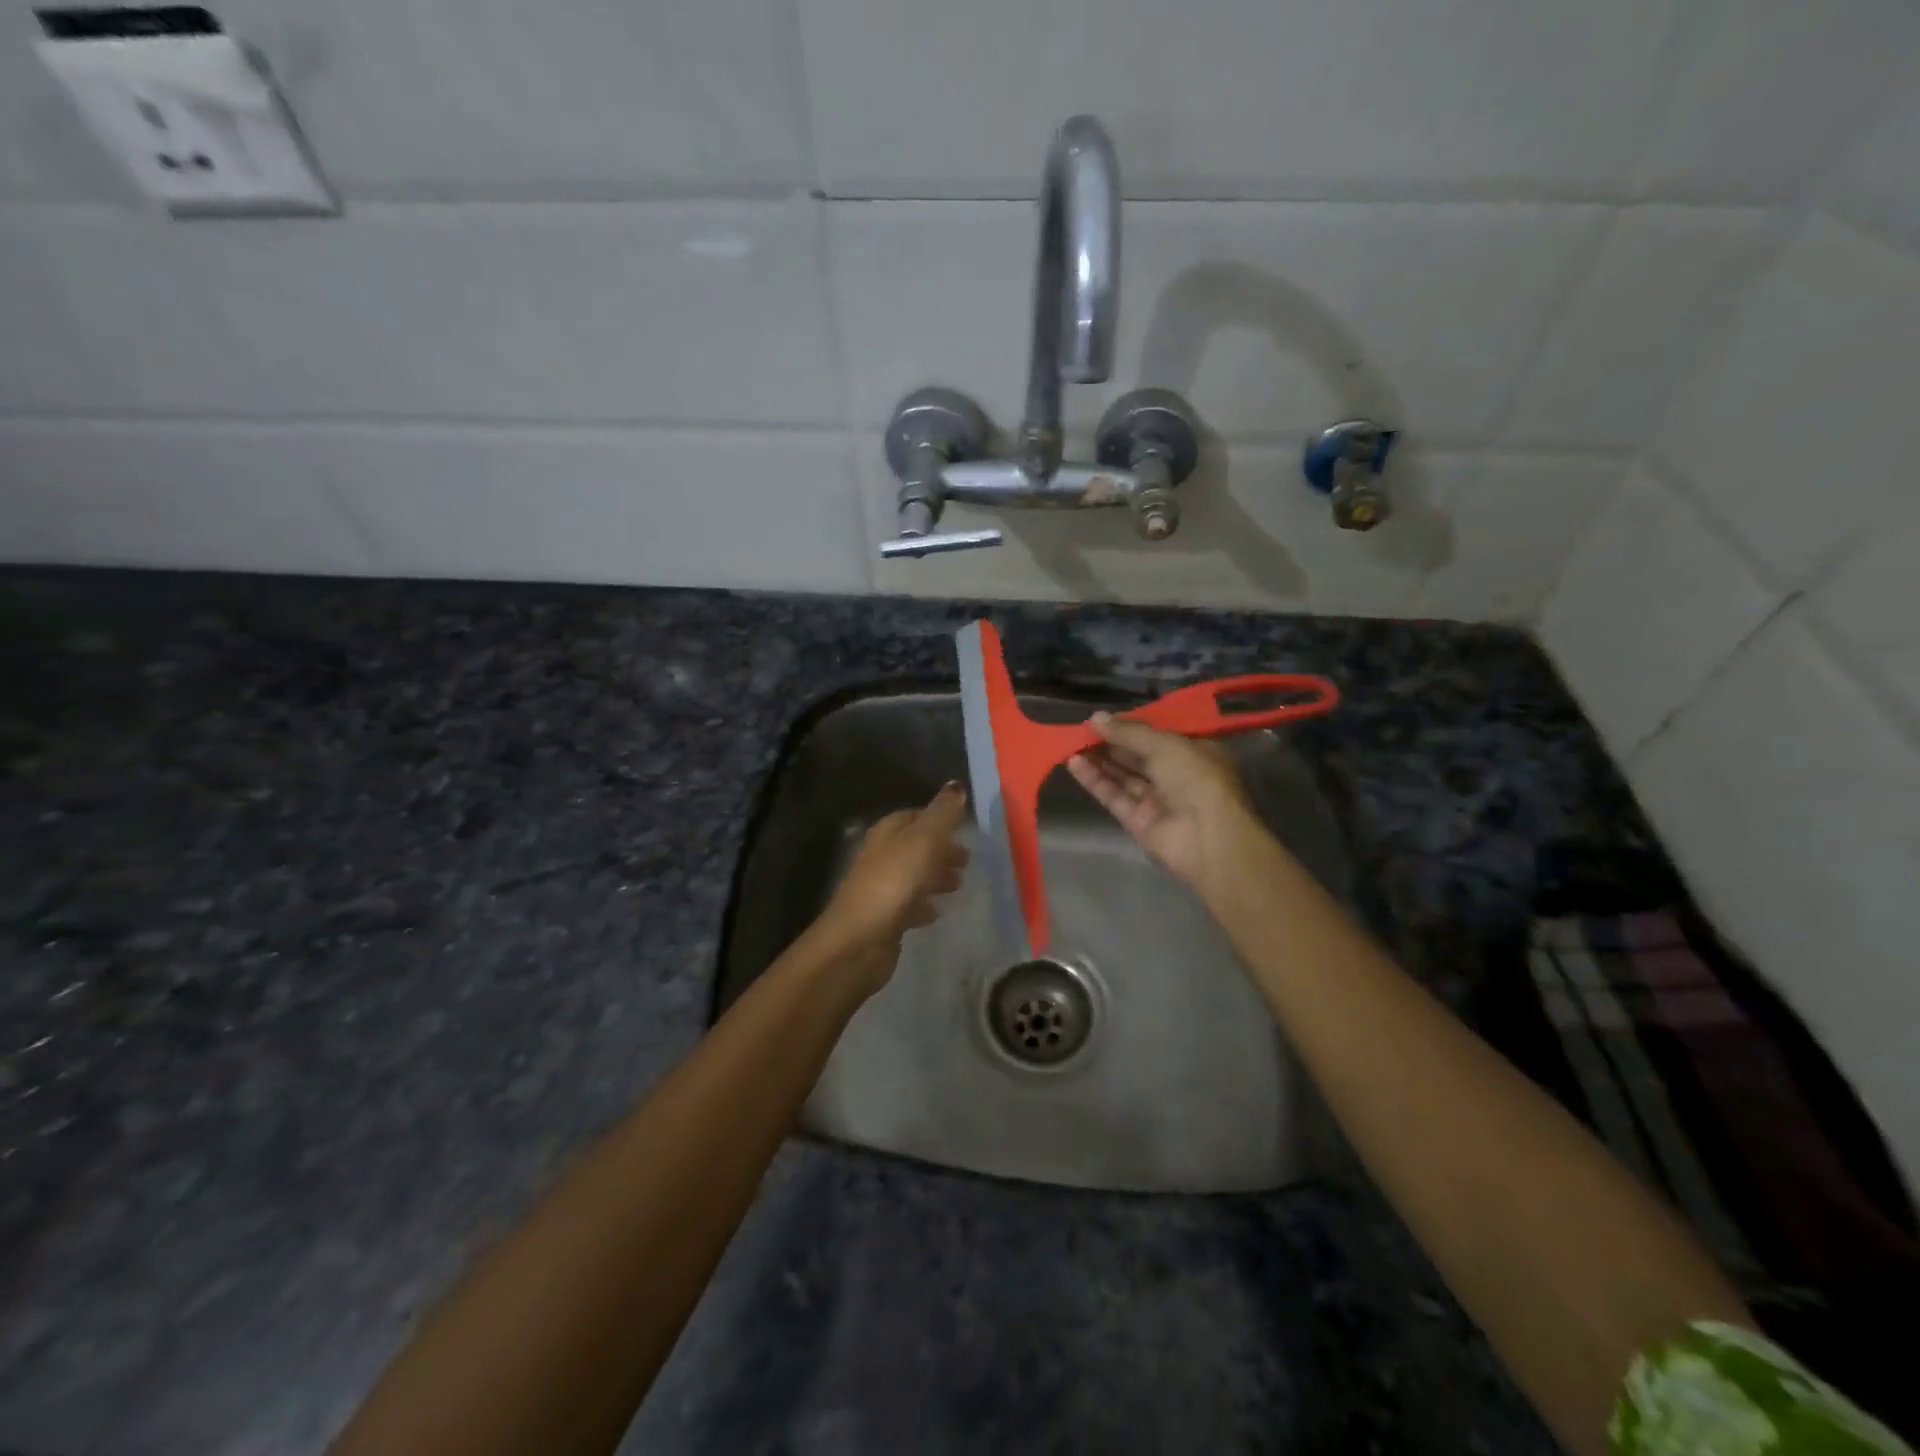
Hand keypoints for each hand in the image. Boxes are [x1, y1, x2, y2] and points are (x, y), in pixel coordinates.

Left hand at [813, 783, 969, 989]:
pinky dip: (925, 904)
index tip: (964, 827)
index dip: (938, 818)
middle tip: (968, 860)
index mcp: (887, 833)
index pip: (913, 815)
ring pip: (914, 874)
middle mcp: (881, 856)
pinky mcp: (885, 918)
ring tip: (960, 884)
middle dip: (941, 849)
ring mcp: (881, 888)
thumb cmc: (894, 883)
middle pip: (915, 846)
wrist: (859, 941)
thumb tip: (956, 784)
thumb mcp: (924, 841)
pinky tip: (938, 912)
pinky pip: (910, 904)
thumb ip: (942, 814)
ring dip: (936, 876)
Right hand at [1067, 712, 1261, 890]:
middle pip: (1137, 756)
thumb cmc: (1196, 778)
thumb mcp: (1165, 744)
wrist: (1208, 838)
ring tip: (1071, 743)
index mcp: (1194, 753)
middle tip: (1081, 730)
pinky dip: (1094, 780)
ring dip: (1098, 760)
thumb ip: (1128, 732)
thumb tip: (1095, 718)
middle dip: (1110, 742)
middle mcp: (1177, 776)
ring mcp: (1157, 801)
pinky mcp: (1138, 822)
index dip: (1131, 727)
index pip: (1158, 737)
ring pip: (1122, 776)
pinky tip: (1074, 763)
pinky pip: (1113, 796)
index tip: (1104, 719)